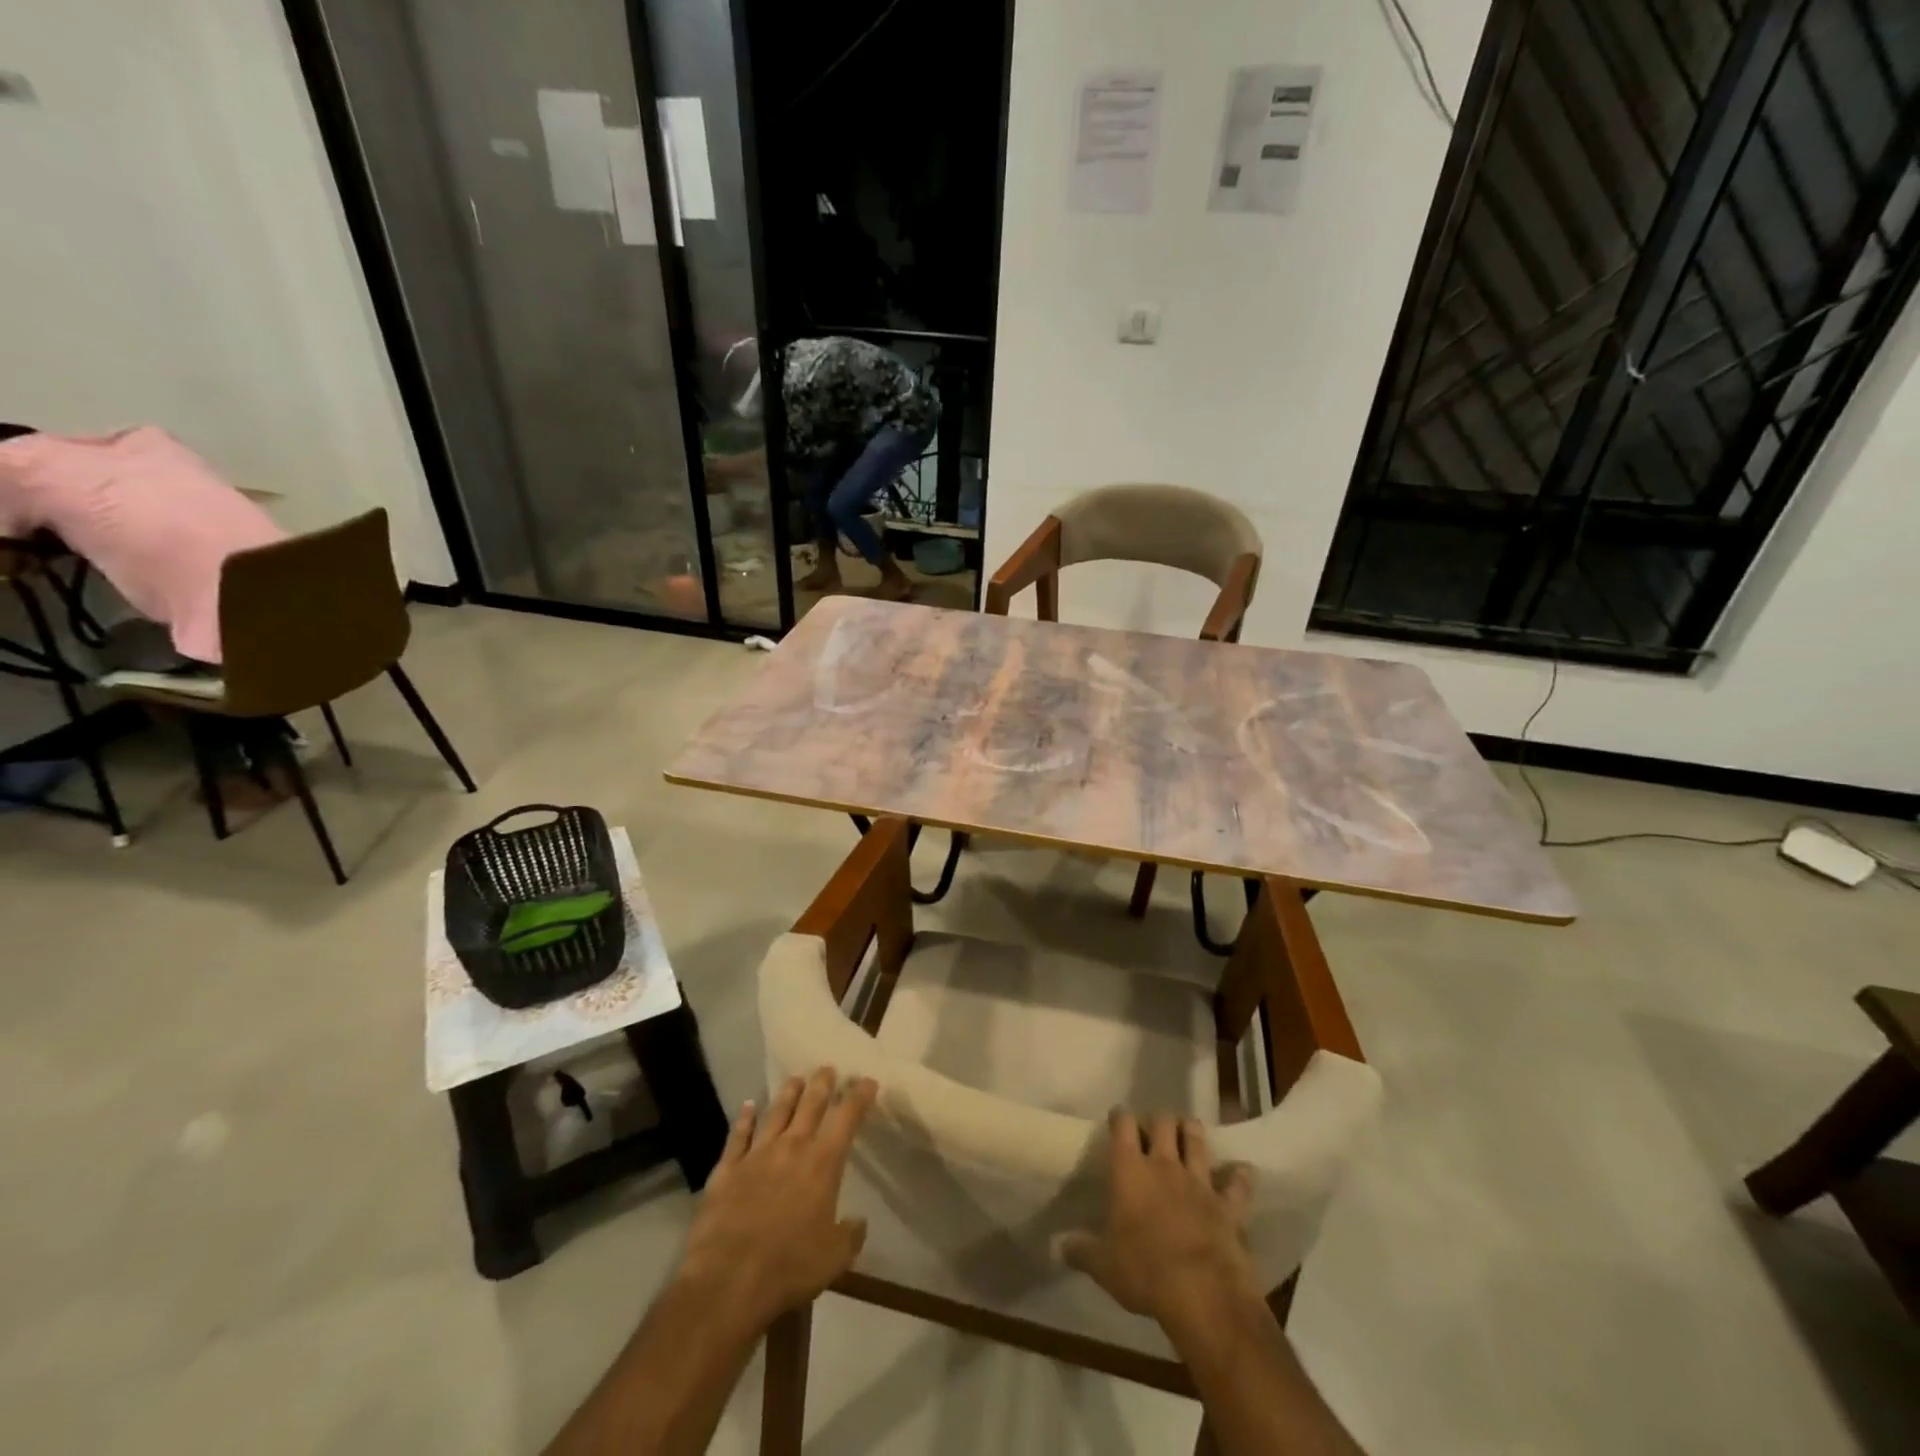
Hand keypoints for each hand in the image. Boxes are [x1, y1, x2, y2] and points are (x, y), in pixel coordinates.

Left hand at [679, 1068, 876, 1329]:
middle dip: (822, 1083)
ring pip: (776, 1112)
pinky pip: (738, 1136)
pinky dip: (744, 1118)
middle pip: (810, 1104)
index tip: (868, 1081)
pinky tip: (747, 1106)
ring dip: (788, 1093)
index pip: (847, 1118)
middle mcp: (792, 1147)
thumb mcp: (834, 1258)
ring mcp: (757, 1155)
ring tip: (796, 1078)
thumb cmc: (789, 1267)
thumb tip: (857, 1222)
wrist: (728, 1280)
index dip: (859, 1096)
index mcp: (823, 1163)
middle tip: (827, 1068)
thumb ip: (850, 1235)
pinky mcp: (727, 1169)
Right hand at [1055, 1111, 1257, 1329]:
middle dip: (1159, 1120)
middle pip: (1163, 1122)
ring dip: (1192, 1132)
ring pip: (1197, 1140)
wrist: (1202, 1294)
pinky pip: (1238, 1184)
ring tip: (1188, 1131)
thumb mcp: (1103, 1265)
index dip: (1120, 1116)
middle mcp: (1164, 1165)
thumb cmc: (1144, 1272)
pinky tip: (1242, 1171)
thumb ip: (1080, 1250)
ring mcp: (1199, 1182)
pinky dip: (1240, 1176)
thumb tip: (1055, 1244)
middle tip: (1154, 1129)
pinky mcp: (1228, 1205)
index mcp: (1130, 1171)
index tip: (1118, 1116)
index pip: (1123, 1125)